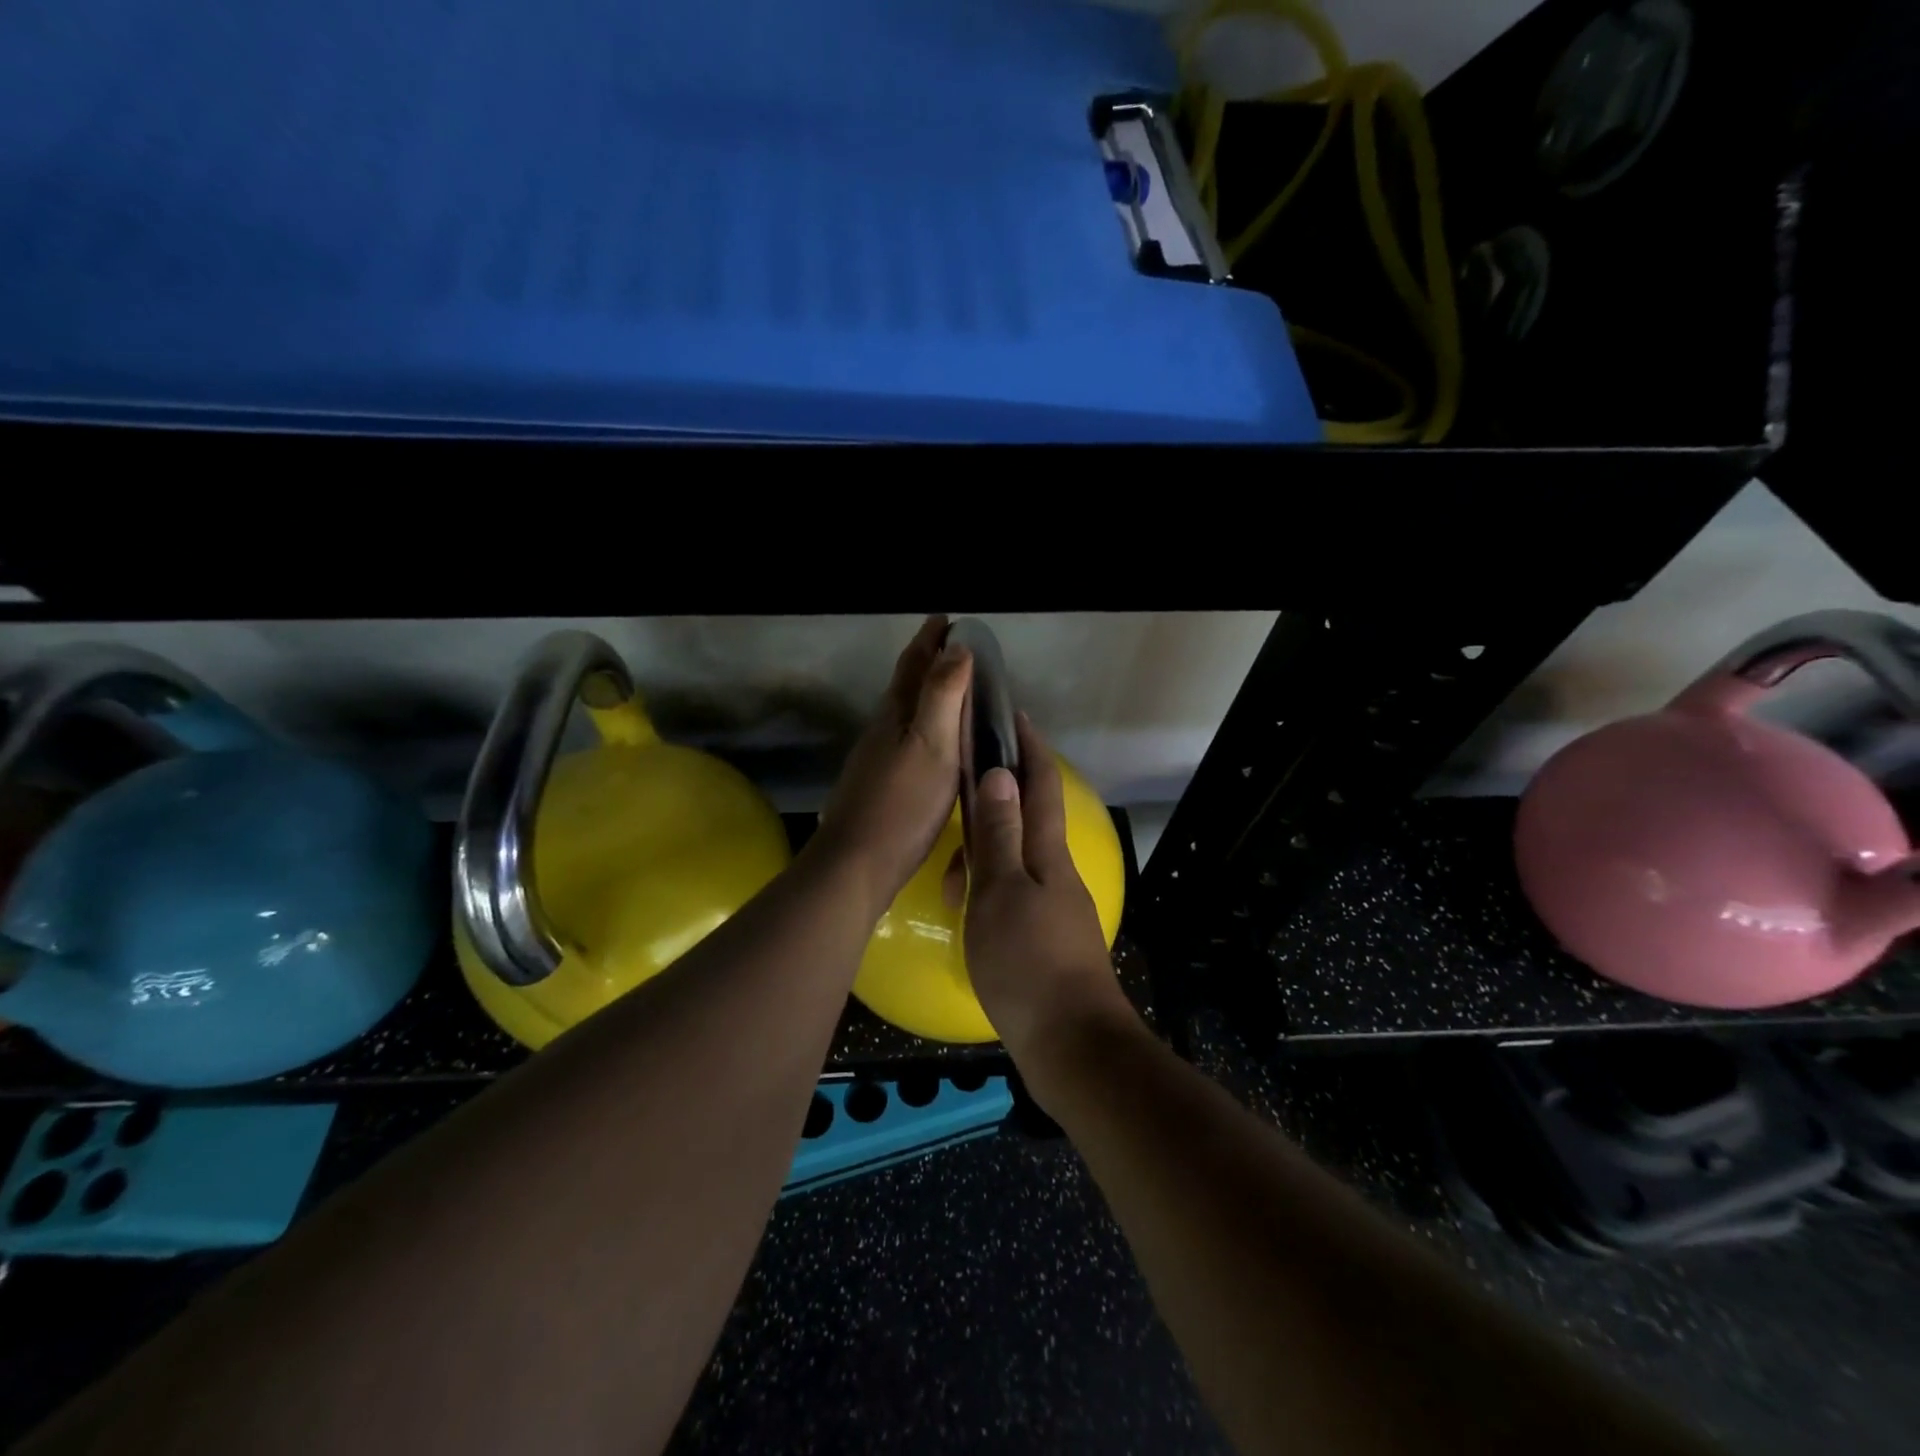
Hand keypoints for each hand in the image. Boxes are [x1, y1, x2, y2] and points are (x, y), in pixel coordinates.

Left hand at [813, 616, 972, 917]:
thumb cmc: (902, 803)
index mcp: (896, 715)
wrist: (857, 863)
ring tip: (952, 692)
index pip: (914, 665)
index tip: (947, 618)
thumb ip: (943, 696)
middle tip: (954, 648)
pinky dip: (924, 728)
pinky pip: (906, 741)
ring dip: (925, 695)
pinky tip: (933, 746)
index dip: (930, 639)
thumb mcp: (932, 745)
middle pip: (905, 686)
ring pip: (904, 714)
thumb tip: (957, 648)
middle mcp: (882, 730)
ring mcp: (877, 759)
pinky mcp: (880, 786)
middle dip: (928, 662)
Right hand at [962, 715, 1130, 1058]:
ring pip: (1015, 860)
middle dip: (1000, 794)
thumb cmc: (1029, 963)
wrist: (1072, 1044)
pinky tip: (967, 910)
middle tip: (961, 789)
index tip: (1014, 714)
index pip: (1040, 785)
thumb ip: (999, 835)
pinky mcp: (1047, 937)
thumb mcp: (1001, 893)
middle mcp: (1055, 871)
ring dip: (984, 854)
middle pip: (1028, 818)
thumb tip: (1001, 772)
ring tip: (949, 878)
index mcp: (1047, 853)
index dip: (1029, 748)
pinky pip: (1013, 894)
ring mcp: (1054, 905)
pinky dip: (988, 890)